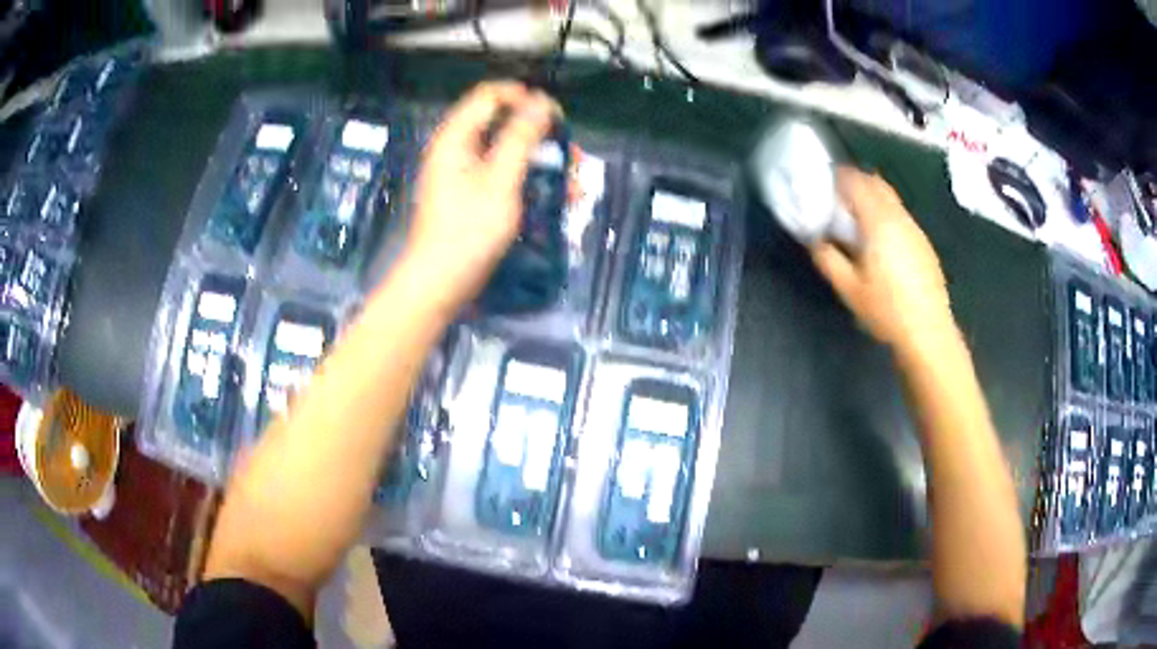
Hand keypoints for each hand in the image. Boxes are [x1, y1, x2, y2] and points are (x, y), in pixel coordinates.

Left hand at [405, 82, 556, 308]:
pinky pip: (506, 177)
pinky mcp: (474, 197)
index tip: (555, 116)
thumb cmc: (468, 231)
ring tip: (575, 186)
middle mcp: (459, 150)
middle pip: (504, 124)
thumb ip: (521, 137)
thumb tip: (541, 101)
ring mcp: (466, 175)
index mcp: (456, 138)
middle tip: (572, 156)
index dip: (524, 98)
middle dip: (543, 138)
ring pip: (511, 154)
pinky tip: (559, 202)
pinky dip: (532, 184)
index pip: (490, 95)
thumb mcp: (500, 180)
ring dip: (545, 165)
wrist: (440, 283)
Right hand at [809, 168, 953, 354]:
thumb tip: (814, 239)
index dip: (838, 177)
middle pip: (876, 183)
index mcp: (878, 222)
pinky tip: (881, 240)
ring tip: (858, 219)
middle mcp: (899, 217)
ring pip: (891, 199)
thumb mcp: (849, 288)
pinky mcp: (924, 243)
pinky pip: (901, 215)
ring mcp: (915, 229)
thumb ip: (828, 258)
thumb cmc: (886, 309)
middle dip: (856, 182)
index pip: (856, 182)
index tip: (824, 183)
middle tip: (838, 198)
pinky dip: (886, 214)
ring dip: (873, 198)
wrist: (928, 331)